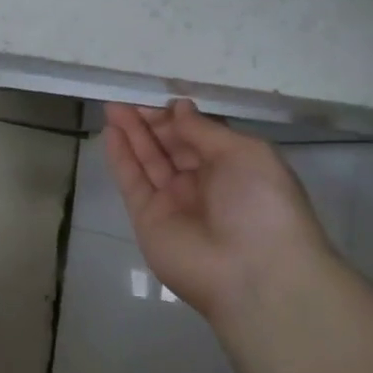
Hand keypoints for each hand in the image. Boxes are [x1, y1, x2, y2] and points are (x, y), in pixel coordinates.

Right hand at [103, 100, 335, 324]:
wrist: (253, 272)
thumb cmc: (261, 204)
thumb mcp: (245, 154)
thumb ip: (205, 130)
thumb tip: (179, 108)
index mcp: (234, 167)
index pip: (199, 136)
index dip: (178, 118)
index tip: (159, 99)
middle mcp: (202, 183)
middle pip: (170, 146)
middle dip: (150, 122)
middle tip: (126, 100)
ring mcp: (173, 201)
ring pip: (148, 160)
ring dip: (131, 134)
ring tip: (112, 108)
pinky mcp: (147, 218)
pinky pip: (132, 182)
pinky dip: (121, 157)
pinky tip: (111, 133)